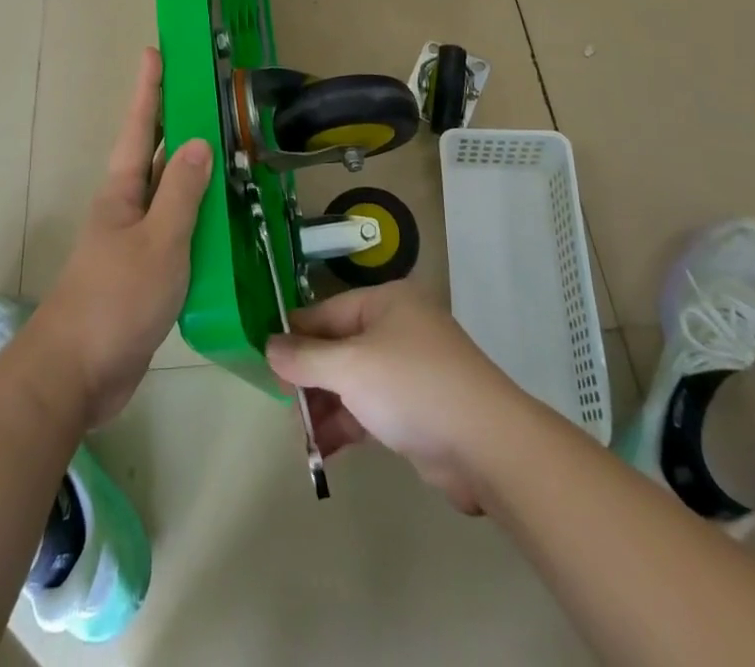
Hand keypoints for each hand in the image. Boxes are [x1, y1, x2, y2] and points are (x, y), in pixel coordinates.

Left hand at [26, 48, 211, 428]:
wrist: (77, 374)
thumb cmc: (115, 298)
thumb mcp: (158, 241)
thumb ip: (181, 192)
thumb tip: (198, 141)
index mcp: (123, 189)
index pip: (139, 125)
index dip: (149, 87)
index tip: (156, 50)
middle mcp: (128, 207)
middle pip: (156, 154)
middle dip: (178, 122)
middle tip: (211, 95)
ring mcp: (137, 241)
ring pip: (171, 195)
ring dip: (196, 173)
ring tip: (232, 151)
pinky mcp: (148, 273)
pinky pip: (180, 233)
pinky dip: (202, 220)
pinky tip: (227, 222)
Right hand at [265, 283, 519, 513]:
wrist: (489, 446)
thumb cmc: (413, 387)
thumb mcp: (350, 367)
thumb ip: (305, 358)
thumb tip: (268, 346)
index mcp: (385, 302)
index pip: (325, 312)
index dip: (294, 337)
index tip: (264, 363)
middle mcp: (397, 328)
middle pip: (338, 347)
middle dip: (310, 378)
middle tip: (285, 408)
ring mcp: (410, 369)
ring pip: (353, 381)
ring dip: (326, 407)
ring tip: (303, 437)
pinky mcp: (418, 408)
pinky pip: (370, 408)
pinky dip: (348, 425)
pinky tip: (324, 451)